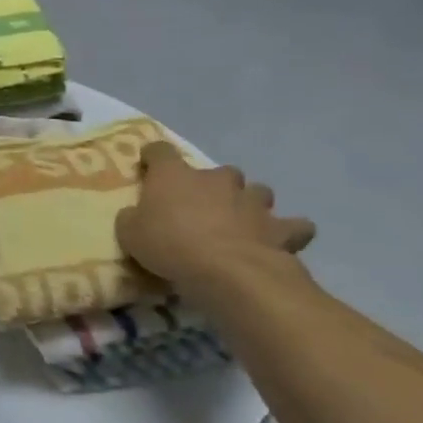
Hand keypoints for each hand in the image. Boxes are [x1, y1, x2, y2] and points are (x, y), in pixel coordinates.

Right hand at [117, 141, 315, 294]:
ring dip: (249, 202)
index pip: (160, 150)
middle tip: (202, 206)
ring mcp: (252, 201)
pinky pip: (293, 225)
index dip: (154, 157)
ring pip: (257, 191)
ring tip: (240, 221)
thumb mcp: (129, 233)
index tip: (148, 168)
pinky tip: (279, 240)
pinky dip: (288, 230)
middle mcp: (216, 179)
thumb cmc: (170, 245)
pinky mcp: (281, 228)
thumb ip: (133, 217)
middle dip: (213, 185)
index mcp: (175, 175)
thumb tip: (136, 214)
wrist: (228, 272)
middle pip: (218, 171)